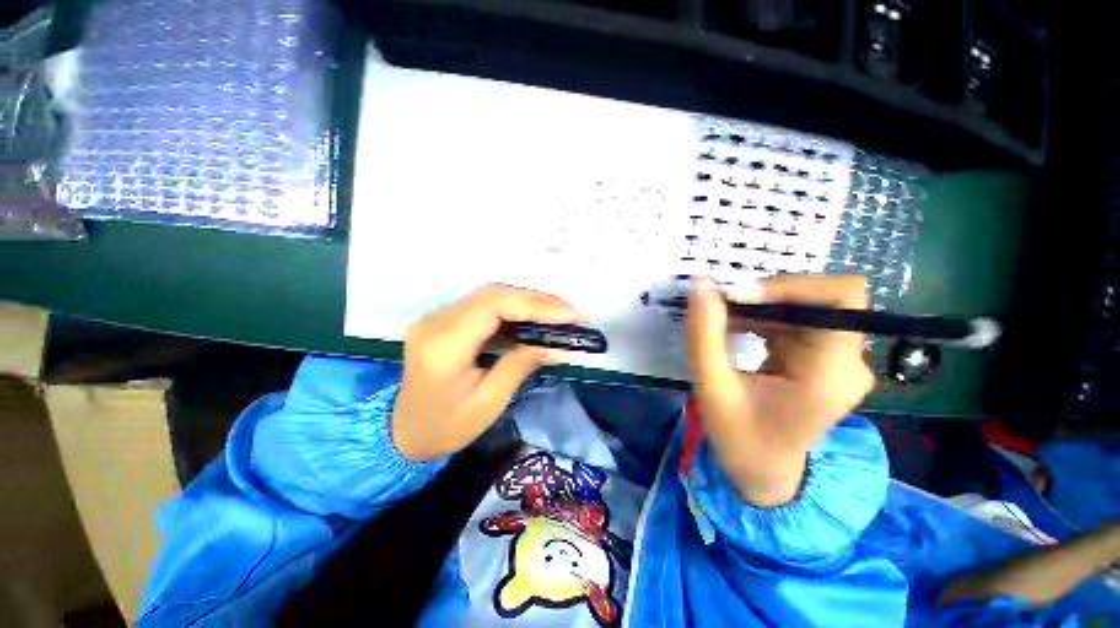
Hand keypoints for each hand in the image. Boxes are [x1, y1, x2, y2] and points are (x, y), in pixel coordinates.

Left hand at [391, 284, 583, 460]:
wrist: (400, 431)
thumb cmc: (445, 427)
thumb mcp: (489, 403)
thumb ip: (521, 365)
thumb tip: (560, 347)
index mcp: (444, 346)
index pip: (494, 305)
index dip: (536, 304)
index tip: (571, 316)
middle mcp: (436, 321)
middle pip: (494, 294)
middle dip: (538, 301)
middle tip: (571, 315)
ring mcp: (436, 316)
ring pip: (491, 295)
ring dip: (529, 303)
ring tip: (560, 317)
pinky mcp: (443, 318)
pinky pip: (484, 305)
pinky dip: (514, 309)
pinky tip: (534, 319)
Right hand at [686, 275, 874, 507]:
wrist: (764, 473)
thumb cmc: (740, 438)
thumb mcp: (713, 387)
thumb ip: (704, 335)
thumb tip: (700, 284)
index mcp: (830, 374)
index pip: (841, 299)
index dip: (791, 286)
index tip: (741, 295)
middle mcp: (846, 361)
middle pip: (820, 299)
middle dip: (766, 296)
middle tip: (720, 304)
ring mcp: (837, 359)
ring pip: (805, 306)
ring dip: (760, 306)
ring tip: (721, 319)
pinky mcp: (822, 358)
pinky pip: (796, 320)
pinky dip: (762, 317)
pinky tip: (735, 329)